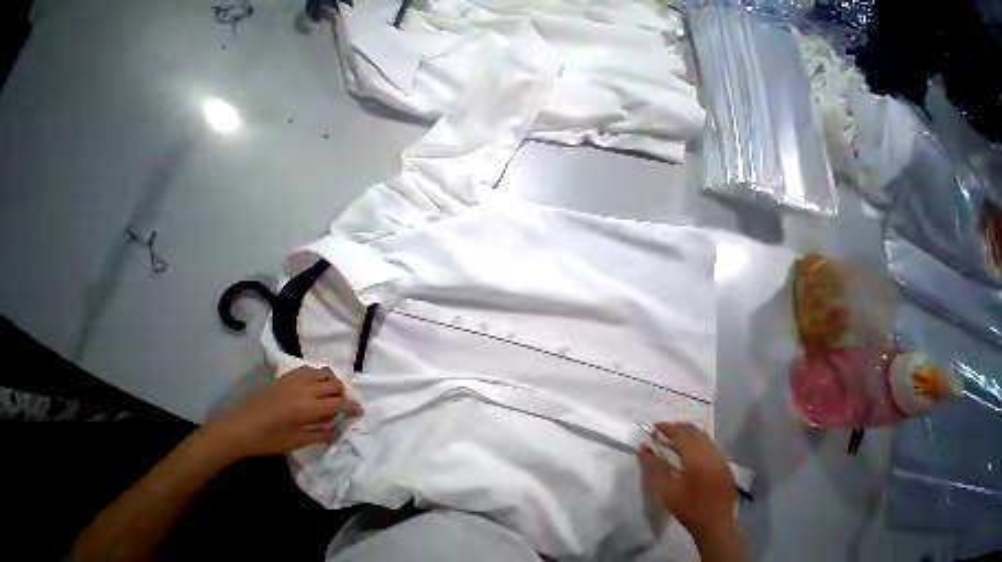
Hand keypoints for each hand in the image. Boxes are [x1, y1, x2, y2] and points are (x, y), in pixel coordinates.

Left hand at [204, 366, 362, 459]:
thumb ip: (320, 435)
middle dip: (343, 396)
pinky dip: (319, 375)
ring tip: (329, 394)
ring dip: (333, 383)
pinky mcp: (288, 376)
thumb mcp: (294, 443)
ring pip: (327, 374)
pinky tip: (314, 385)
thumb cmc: (265, 440)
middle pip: (336, 386)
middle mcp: (307, 389)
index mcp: (309, 407)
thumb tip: (338, 430)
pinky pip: (312, 369)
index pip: (340, 404)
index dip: (352, 407)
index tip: (359, 411)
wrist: (235, 428)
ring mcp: (297, 380)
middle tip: (339, 407)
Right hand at [637, 423, 737, 539]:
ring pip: (704, 437)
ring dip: (688, 434)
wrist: (717, 530)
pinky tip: (690, 453)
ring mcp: (722, 462)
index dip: (666, 427)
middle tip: (663, 434)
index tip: (654, 429)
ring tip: (676, 441)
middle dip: (677, 428)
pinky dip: (698, 442)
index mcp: (697, 459)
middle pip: (693, 431)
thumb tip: (641, 447)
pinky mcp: (727, 468)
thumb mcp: (664, 489)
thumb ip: (652, 465)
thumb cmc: (689, 509)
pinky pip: (711, 446)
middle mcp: (711, 456)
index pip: (681, 432)